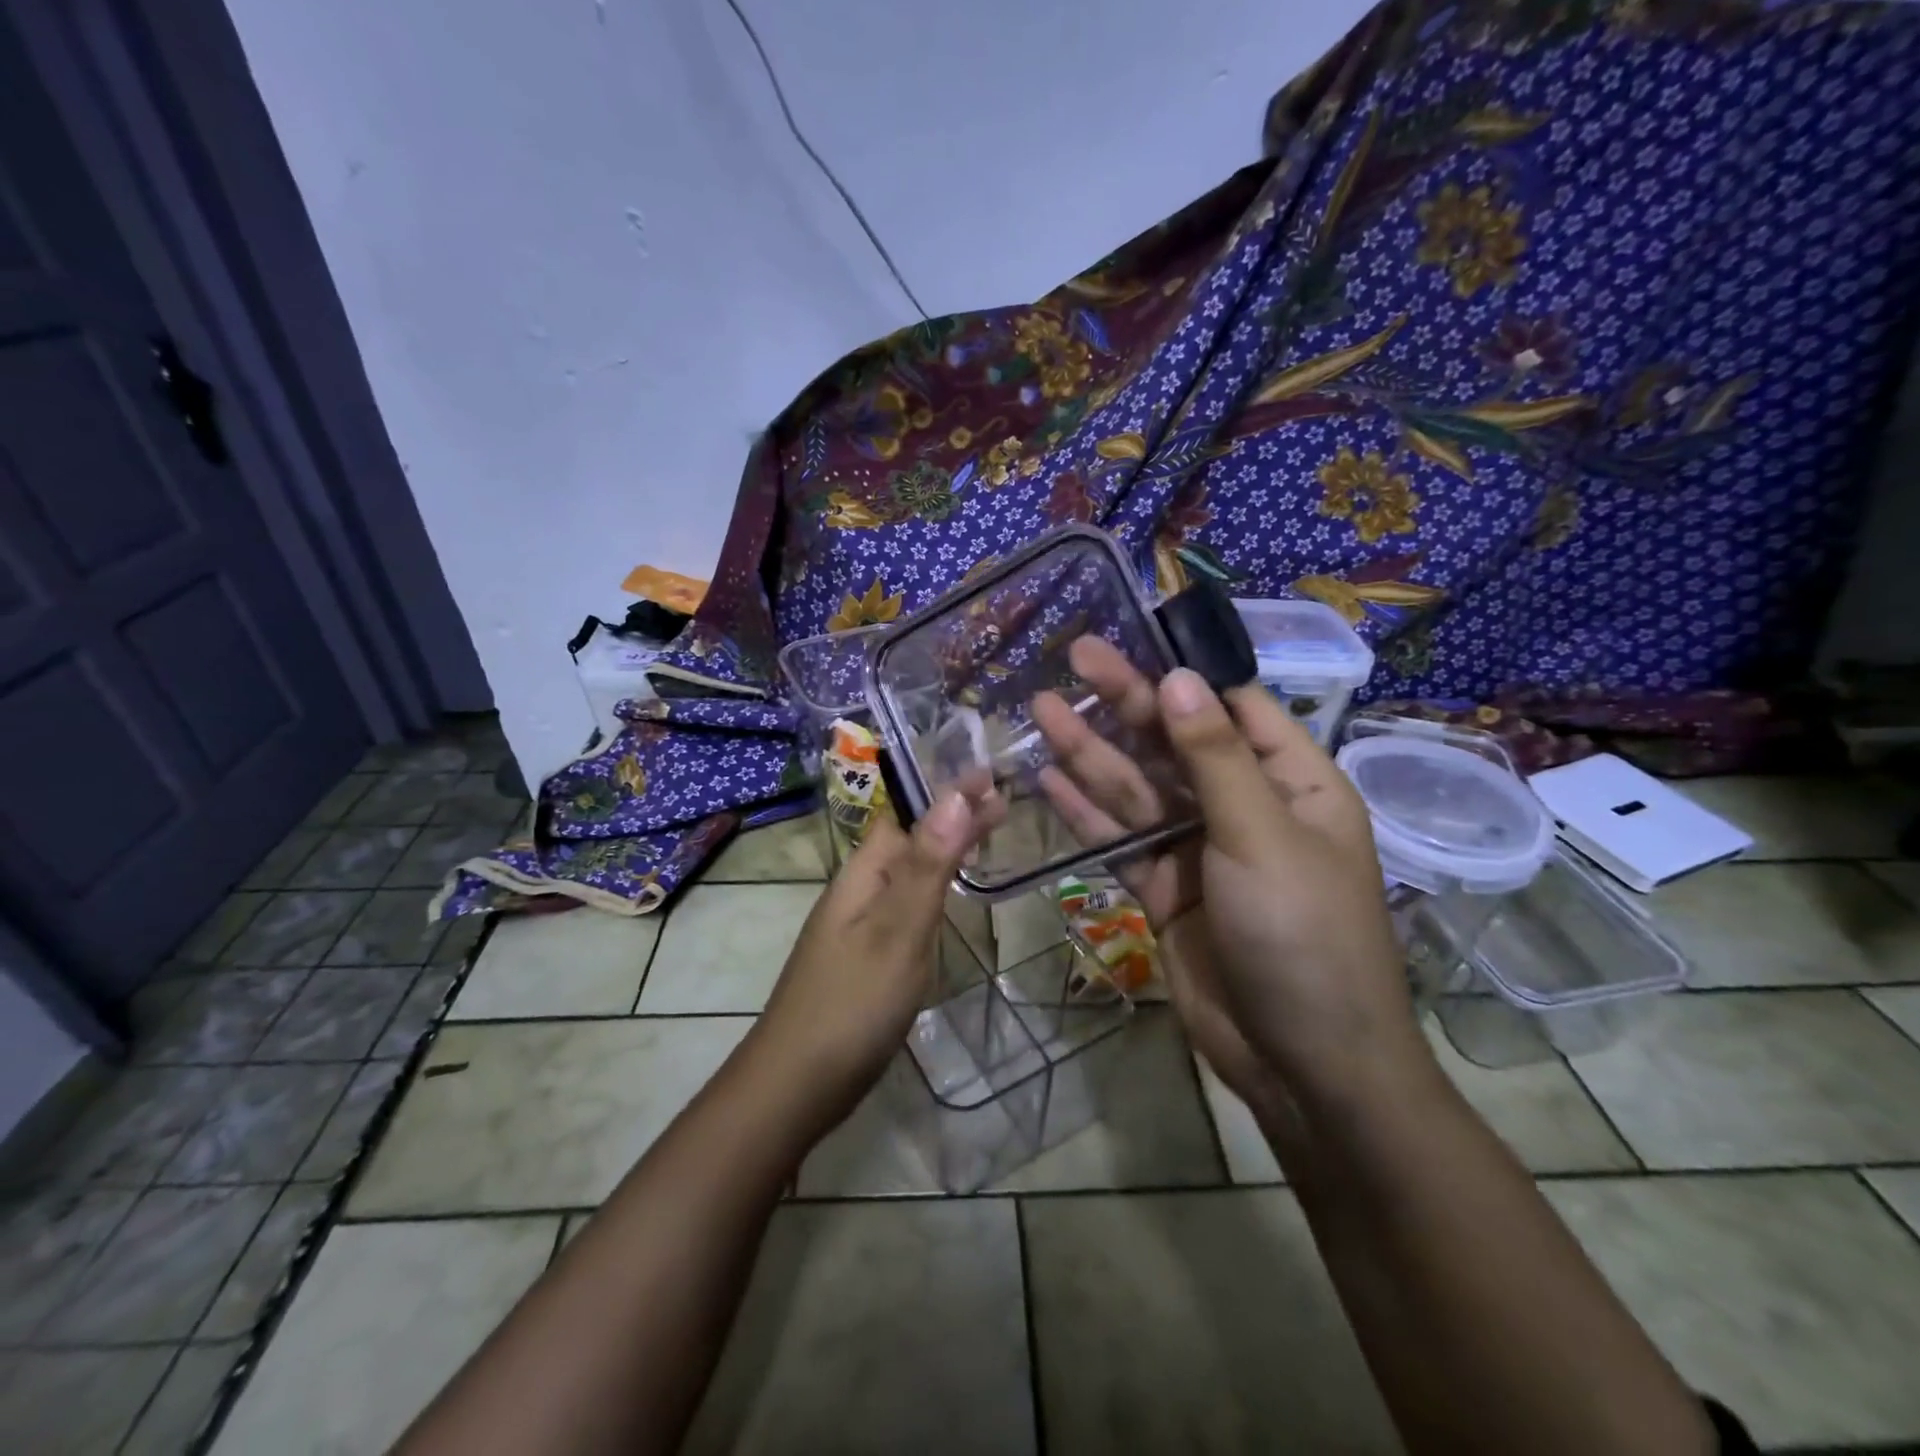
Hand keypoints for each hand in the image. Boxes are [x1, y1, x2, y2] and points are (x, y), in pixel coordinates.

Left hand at [750, 792, 1001, 1131]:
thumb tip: (956, 794)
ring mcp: (859, 926)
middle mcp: (858, 891)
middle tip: (1003, 803)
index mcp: (862, 874)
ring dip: (945, 849)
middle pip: (909, 840)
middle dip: (952, 818)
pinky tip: (947, 898)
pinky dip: (934, 887)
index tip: (993, 776)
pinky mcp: (866, 958)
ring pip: (908, 872)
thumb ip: (928, 865)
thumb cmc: (851, 1003)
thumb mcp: (898, 930)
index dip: (947, 792)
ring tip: (986, 835)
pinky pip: (906, 905)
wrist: (795, 1086)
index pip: (907, 814)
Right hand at [1033, 639, 1419, 1103]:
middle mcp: (1243, 806)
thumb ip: (1214, 758)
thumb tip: (1179, 678)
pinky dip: (1085, 812)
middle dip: (1125, 702)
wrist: (1302, 1065)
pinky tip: (1048, 779)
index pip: (1234, 708)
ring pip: (1137, 789)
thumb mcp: (1263, 837)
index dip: (1183, 672)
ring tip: (1042, 709)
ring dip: (1091, 752)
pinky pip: (1119, 838)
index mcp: (1292, 782)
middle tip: (1072, 657)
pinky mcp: (1162, 888)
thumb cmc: (1304, 937)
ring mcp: (1198, 849)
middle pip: (1174, 742)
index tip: (1134, 636)